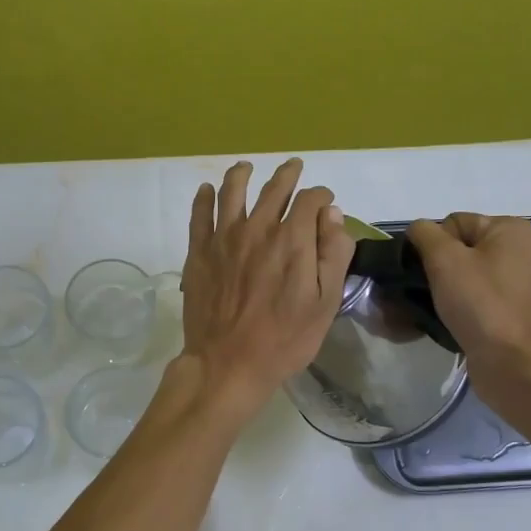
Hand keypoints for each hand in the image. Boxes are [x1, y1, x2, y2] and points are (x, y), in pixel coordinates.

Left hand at [180, 158, 355, 418]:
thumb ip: (332, 254)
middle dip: (288, 175)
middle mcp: (257, 228)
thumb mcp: (325, 303)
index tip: (325, 203)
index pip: (310, 200)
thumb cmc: (284, 339)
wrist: (228, 363)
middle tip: (294, 167)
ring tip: (247, 167)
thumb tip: (332, 215)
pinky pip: (199, 215)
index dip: (321, 196)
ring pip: (232, 191)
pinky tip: (206, 190)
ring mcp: (223, 238)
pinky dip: (203, 198)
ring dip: (242, 174)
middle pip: (274, 188)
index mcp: (292, 240)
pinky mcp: (199, 252)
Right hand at [406, 213, 530, 360]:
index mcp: (511, 231)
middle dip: (435, 272)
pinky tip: (447, 327)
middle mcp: (522, 254)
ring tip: (423, 313)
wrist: (513, 362)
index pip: (454, 224)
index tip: (424, 271)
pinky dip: (461, 313)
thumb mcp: (444, 258)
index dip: (432, 245)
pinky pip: (479, 306)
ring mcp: (522, 289)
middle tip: (415, 294)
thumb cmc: (480, 302)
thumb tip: (418, 230)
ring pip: (468, 281)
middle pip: (461, 253)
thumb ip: (425, 234)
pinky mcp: (516, 319)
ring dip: (444, 294)